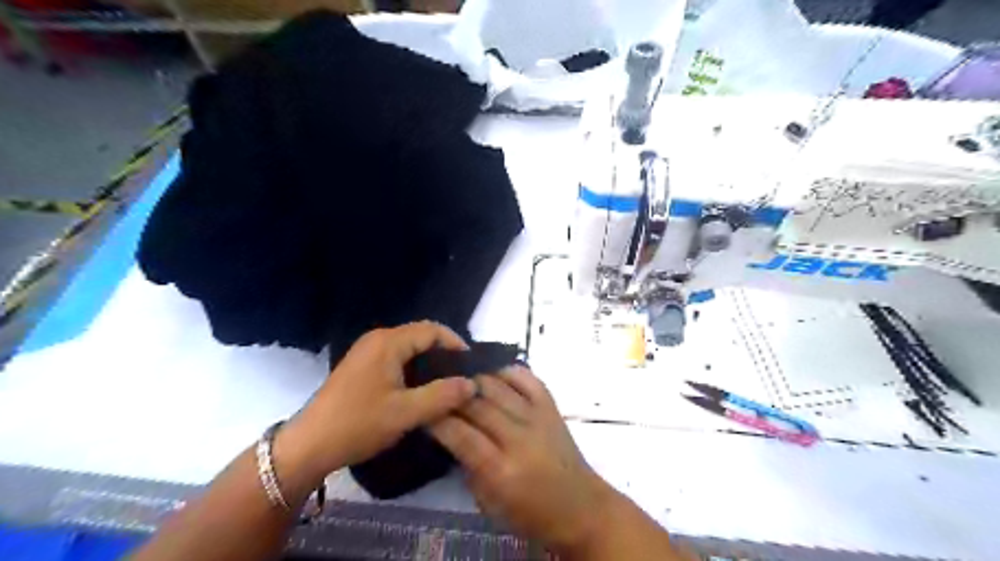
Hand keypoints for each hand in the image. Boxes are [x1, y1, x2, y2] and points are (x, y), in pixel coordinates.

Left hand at [275, 321, 472, 480]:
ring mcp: (367, 353)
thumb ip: (442, 396)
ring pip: (409, 350)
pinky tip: (421, 392)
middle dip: (444, 355)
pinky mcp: (362, 367)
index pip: (432, 330)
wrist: (308, 446)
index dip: (456, 344)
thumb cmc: (357, 424)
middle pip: (421, 337)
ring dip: (429, 365)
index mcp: (388, 342)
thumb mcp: (405, 413)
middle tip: (462, 379)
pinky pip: (397, 360)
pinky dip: (414, 371)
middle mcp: (378, 340)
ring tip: (447, 387)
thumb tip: (473, 384)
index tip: (472, 367)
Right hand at [432, 368, 617, 551]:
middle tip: (437, 390)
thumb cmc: (531, 513)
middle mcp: (519, 438)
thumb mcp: (489, 503)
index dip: (438, 419)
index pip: (461, 434)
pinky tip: (494, 373)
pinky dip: (508, 371)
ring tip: (460, 378)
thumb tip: (451, 433)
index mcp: (501, 470)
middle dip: (452, 395)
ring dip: (475, 379)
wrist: (581, 507)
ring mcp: (538, 418)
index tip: (424, 410)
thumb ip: (468, 466)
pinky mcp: (551, 408)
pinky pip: (528, 379)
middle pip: (477, 405)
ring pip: (499, 386)